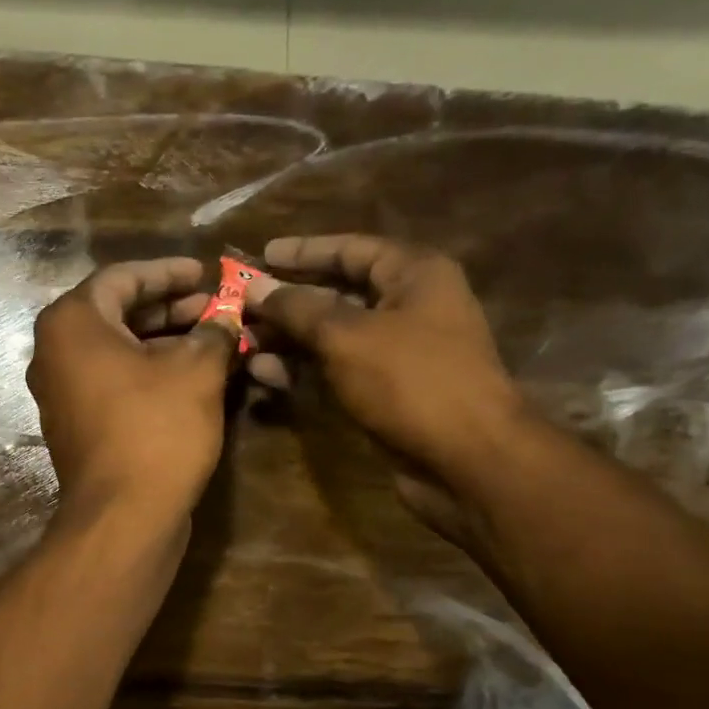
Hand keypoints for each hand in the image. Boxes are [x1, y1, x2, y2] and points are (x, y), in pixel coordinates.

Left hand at [28, 257, 237, 525]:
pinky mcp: (77, 426)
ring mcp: (62, 393)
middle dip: (170, 309)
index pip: (123, 278)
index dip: (169, 272)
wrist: (125, 516)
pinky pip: (114, 383)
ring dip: (164, 342)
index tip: (205, 272)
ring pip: (117, 351)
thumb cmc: (157, 428)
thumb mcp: (198, 370)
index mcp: (72, 324)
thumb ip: (214, 332)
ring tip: (212, 340)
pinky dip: (149, 373)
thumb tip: (227, 318)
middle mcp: (55, 353)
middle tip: (214, 308)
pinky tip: (190, 377)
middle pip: (117, 314)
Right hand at [244, 235, 525, 538]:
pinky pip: (339, 371)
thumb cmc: (412, 381)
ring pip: (334, 337)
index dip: (303, 252)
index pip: (351, 249)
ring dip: (289, 340)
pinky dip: (305, 371)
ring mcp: (399, 353)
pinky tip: (266, 375)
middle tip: (240, 307)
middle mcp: (409, 306)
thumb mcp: (347, 336)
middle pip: (338, 294)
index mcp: (414, 274)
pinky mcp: (388, 392)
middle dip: (288, 302)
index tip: (260, 256)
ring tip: (243, 344)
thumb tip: (254, 285)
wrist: (467, 459)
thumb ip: (297, 308)